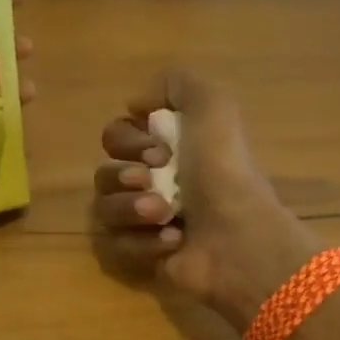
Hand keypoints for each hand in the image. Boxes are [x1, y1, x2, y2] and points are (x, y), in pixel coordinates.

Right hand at [93, 70, 318, 330]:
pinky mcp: (140, 256)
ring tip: (165, 214)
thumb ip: (176, 83)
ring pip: (103, 208)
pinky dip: (141, 241)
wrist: (237, 236)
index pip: (114, 136)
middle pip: (103, 172)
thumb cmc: (223, 171)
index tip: (158, 150)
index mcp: (165, 147)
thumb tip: (136, 105)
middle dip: (122, 175)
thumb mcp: (213, 105)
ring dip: (131, 207)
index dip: (127, 141)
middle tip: (151, 180)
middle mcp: (151, 182)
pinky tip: (172, 241)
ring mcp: (143, 221)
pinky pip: (113, 244)